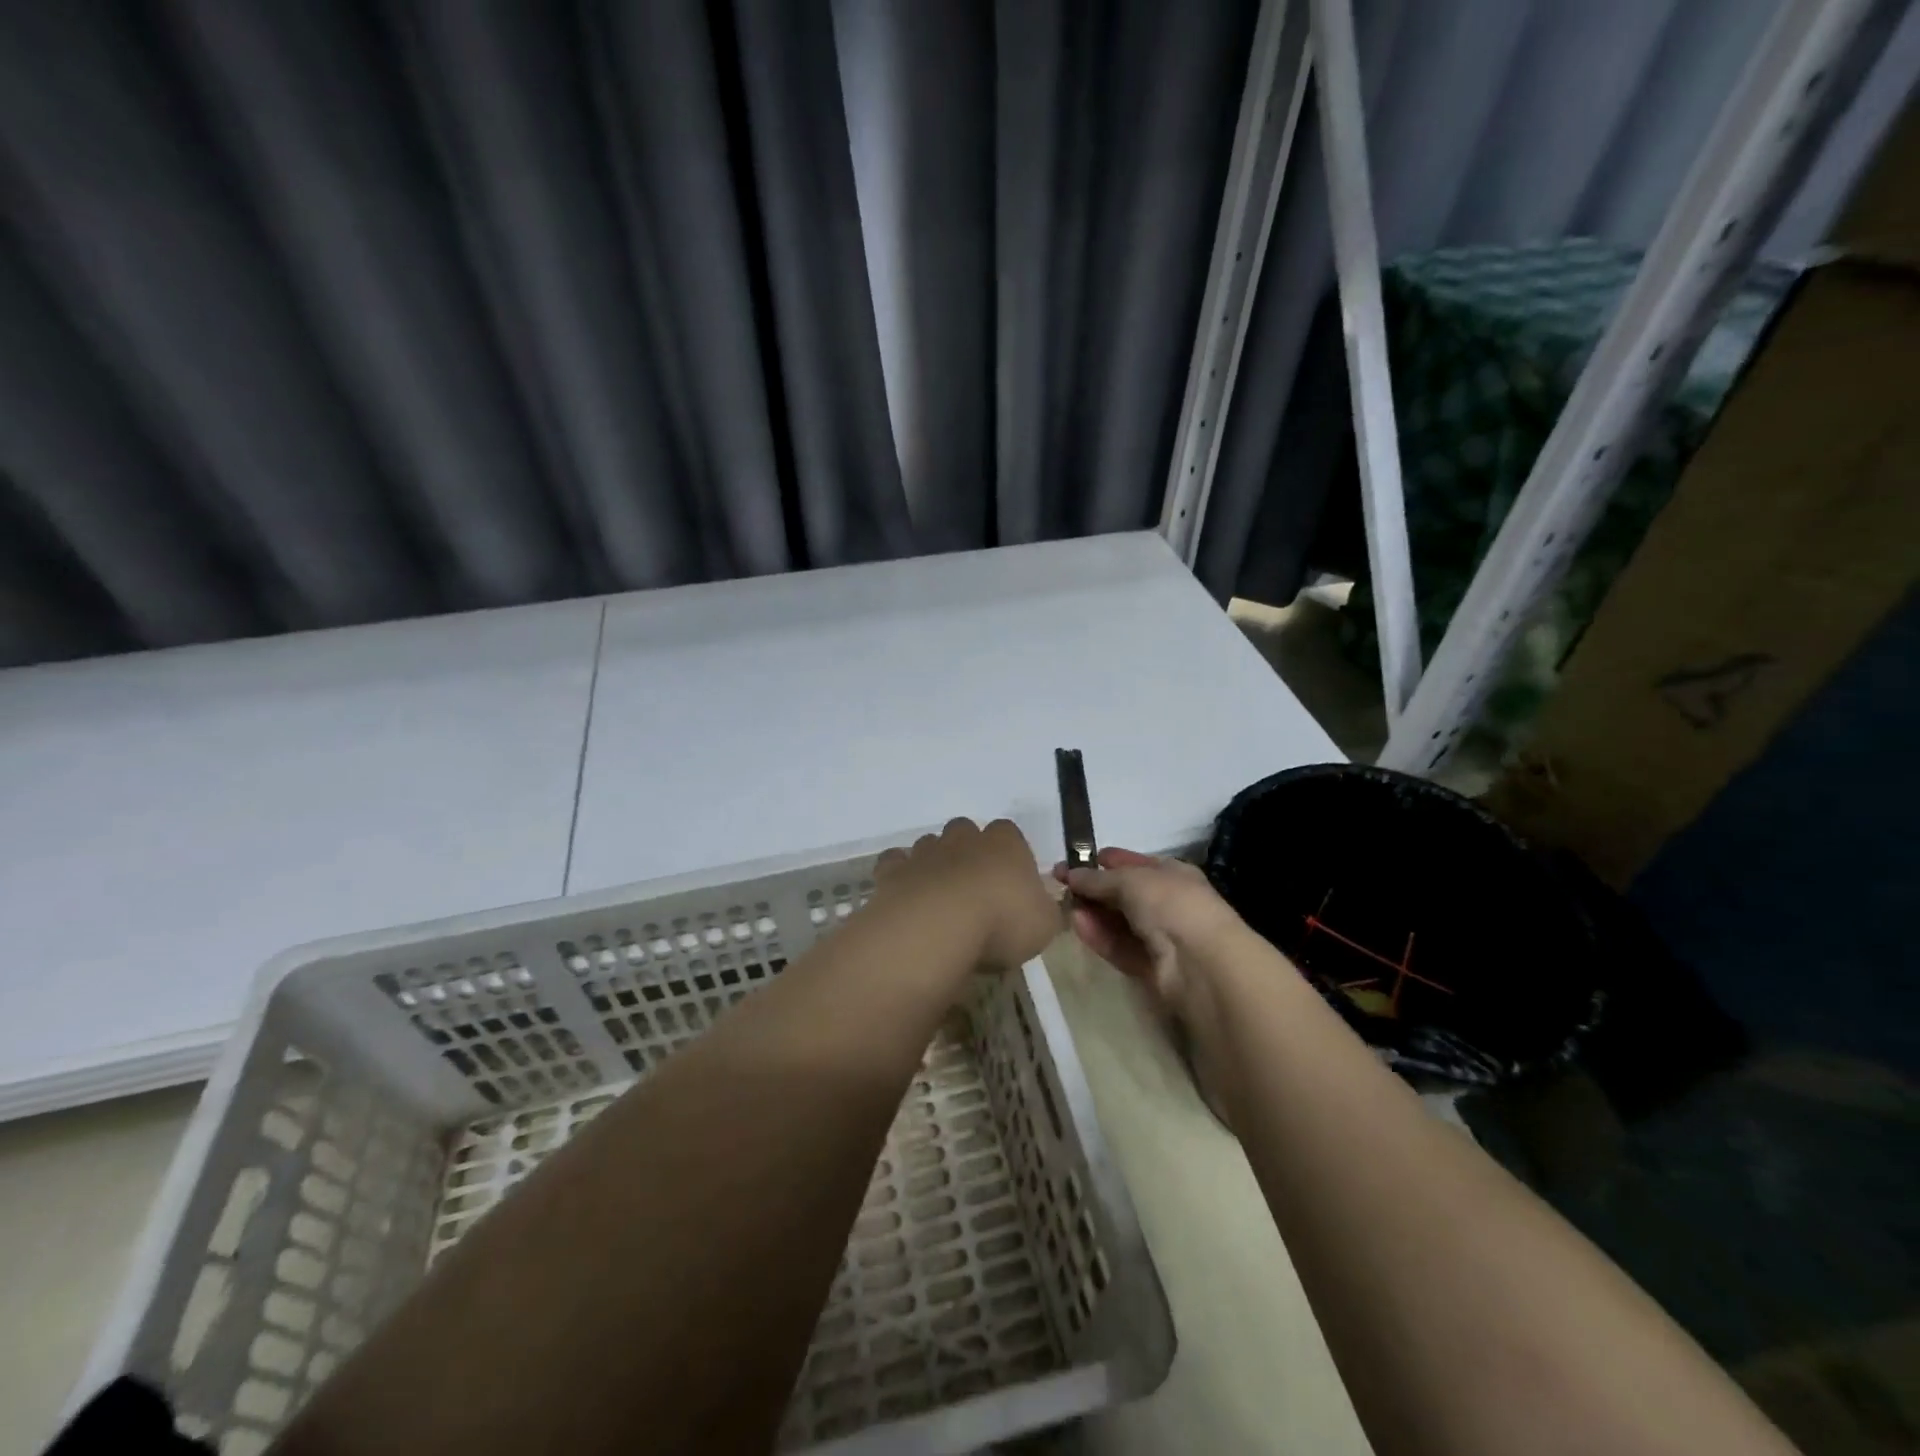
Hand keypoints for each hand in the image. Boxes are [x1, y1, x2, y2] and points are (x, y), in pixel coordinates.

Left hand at [874, 818, 1060, 969]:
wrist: (937, 928)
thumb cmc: (1001, 923)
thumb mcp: (1045, 925)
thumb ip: (1046, 911)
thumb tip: (1042, 907)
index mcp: (1005, 843)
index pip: (1010, 833)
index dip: (1010, 855)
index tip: (1011, 883)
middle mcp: (964, 838)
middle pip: (966, 831)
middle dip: (968, 852)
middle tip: (973, 889)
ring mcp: (925, 851)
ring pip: (930, 845)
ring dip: (934, 864)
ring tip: (939, 898)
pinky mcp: (894, 870)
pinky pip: (896, 863)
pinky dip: (900, 874)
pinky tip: (906, 896)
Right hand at [1051, 848, 1239, 1025]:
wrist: (1201, 962)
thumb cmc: (1171, 904)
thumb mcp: (1131, 880)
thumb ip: (1097, 878)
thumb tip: (1070, 874)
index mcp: (1172, 873)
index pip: (1134, 864)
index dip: (1105, 861)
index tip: (1073, 861)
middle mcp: (1168, 903)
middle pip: (1124, 894)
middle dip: (1094, 889)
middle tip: (1060, 886)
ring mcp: (1161, 937)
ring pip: (1119, 922)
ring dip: (1093, 913)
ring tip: (1064, 906)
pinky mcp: (1151, 967)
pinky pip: (1120, 947)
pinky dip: (1100, 937)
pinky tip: (1077, 925)